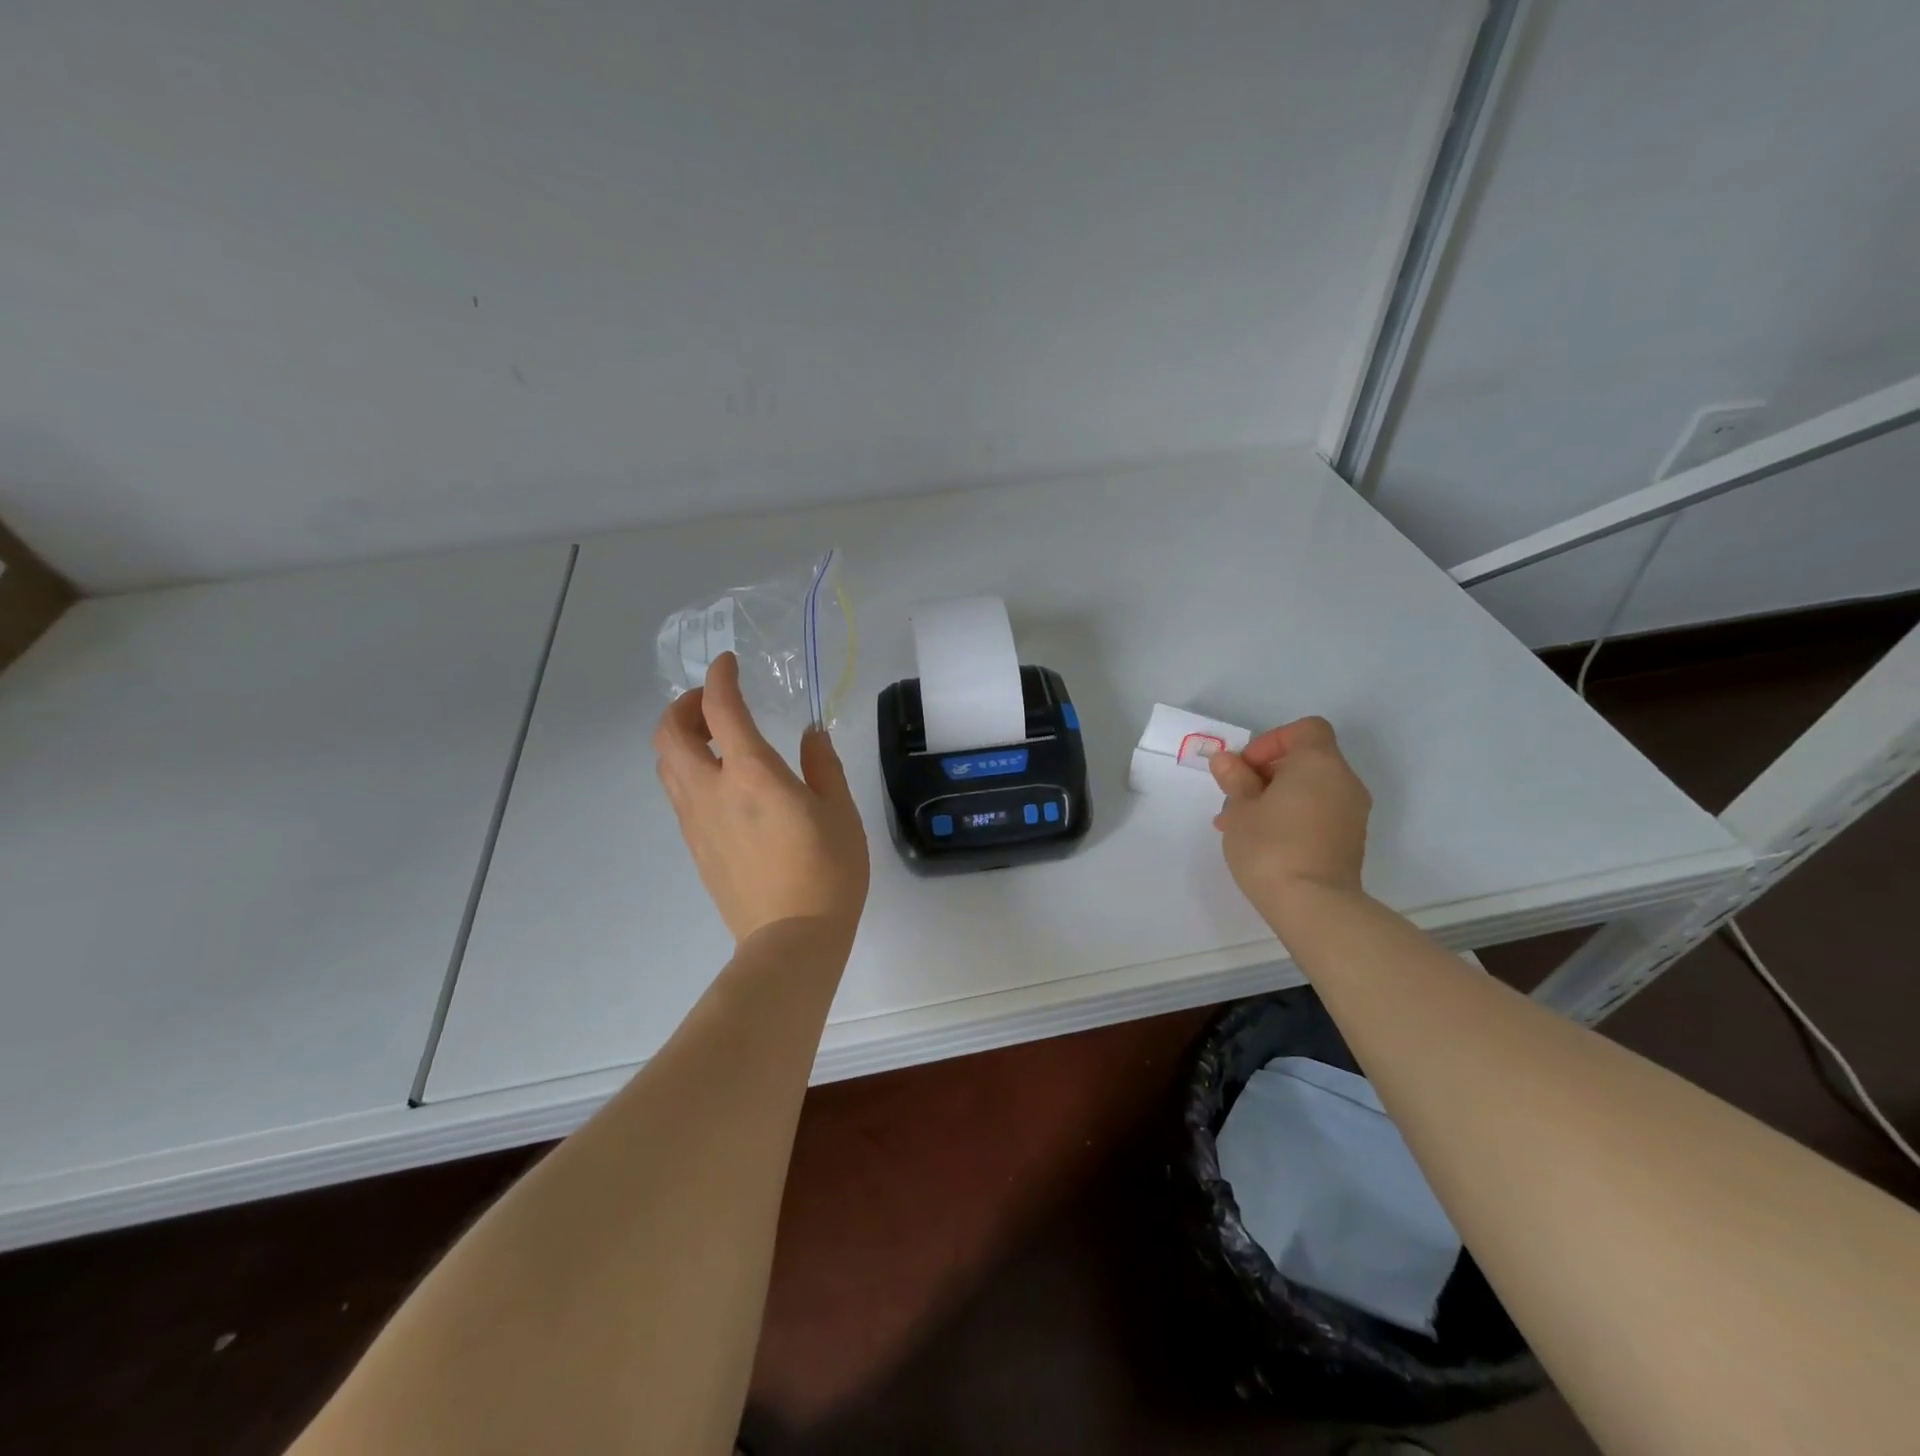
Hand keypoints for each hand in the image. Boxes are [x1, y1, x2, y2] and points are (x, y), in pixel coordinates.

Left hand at [653, 653, 870, 947]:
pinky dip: (688, 769)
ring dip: (681, 738)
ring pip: (666, 764)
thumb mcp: (840, 811)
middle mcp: (712, 791)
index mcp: (751, 774)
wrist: (792, 940)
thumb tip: (810, 735)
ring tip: (715, 739)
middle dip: (684, 706)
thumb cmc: (827, 871)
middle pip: (669, 733)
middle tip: (713, 703)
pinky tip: (723, 783)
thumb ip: (822, 765)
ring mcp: (696, 821)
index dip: (719, 678)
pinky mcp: (695, 846)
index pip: (720, 709)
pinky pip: (678, 793)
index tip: (728, 663)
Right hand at [1208, 716, 1371, 921]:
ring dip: (1277, 798)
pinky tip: (1264, 842)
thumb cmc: (1271, 846)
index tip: (1245, 768)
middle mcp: (1344, 781)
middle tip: (1236, 798)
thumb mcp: (1240, 809)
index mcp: (1319, 763)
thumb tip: (1226, 760)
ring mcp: (1352, 813)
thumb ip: (1235, 779)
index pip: (1305, 730)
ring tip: (1242, 825)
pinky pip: (1319, 813)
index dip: (1271, 741)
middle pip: (1306, 760)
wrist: (1314, 906)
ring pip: (1310, 790)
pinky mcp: (1351, 841)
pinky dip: (1294, 817)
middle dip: (1267, 774)